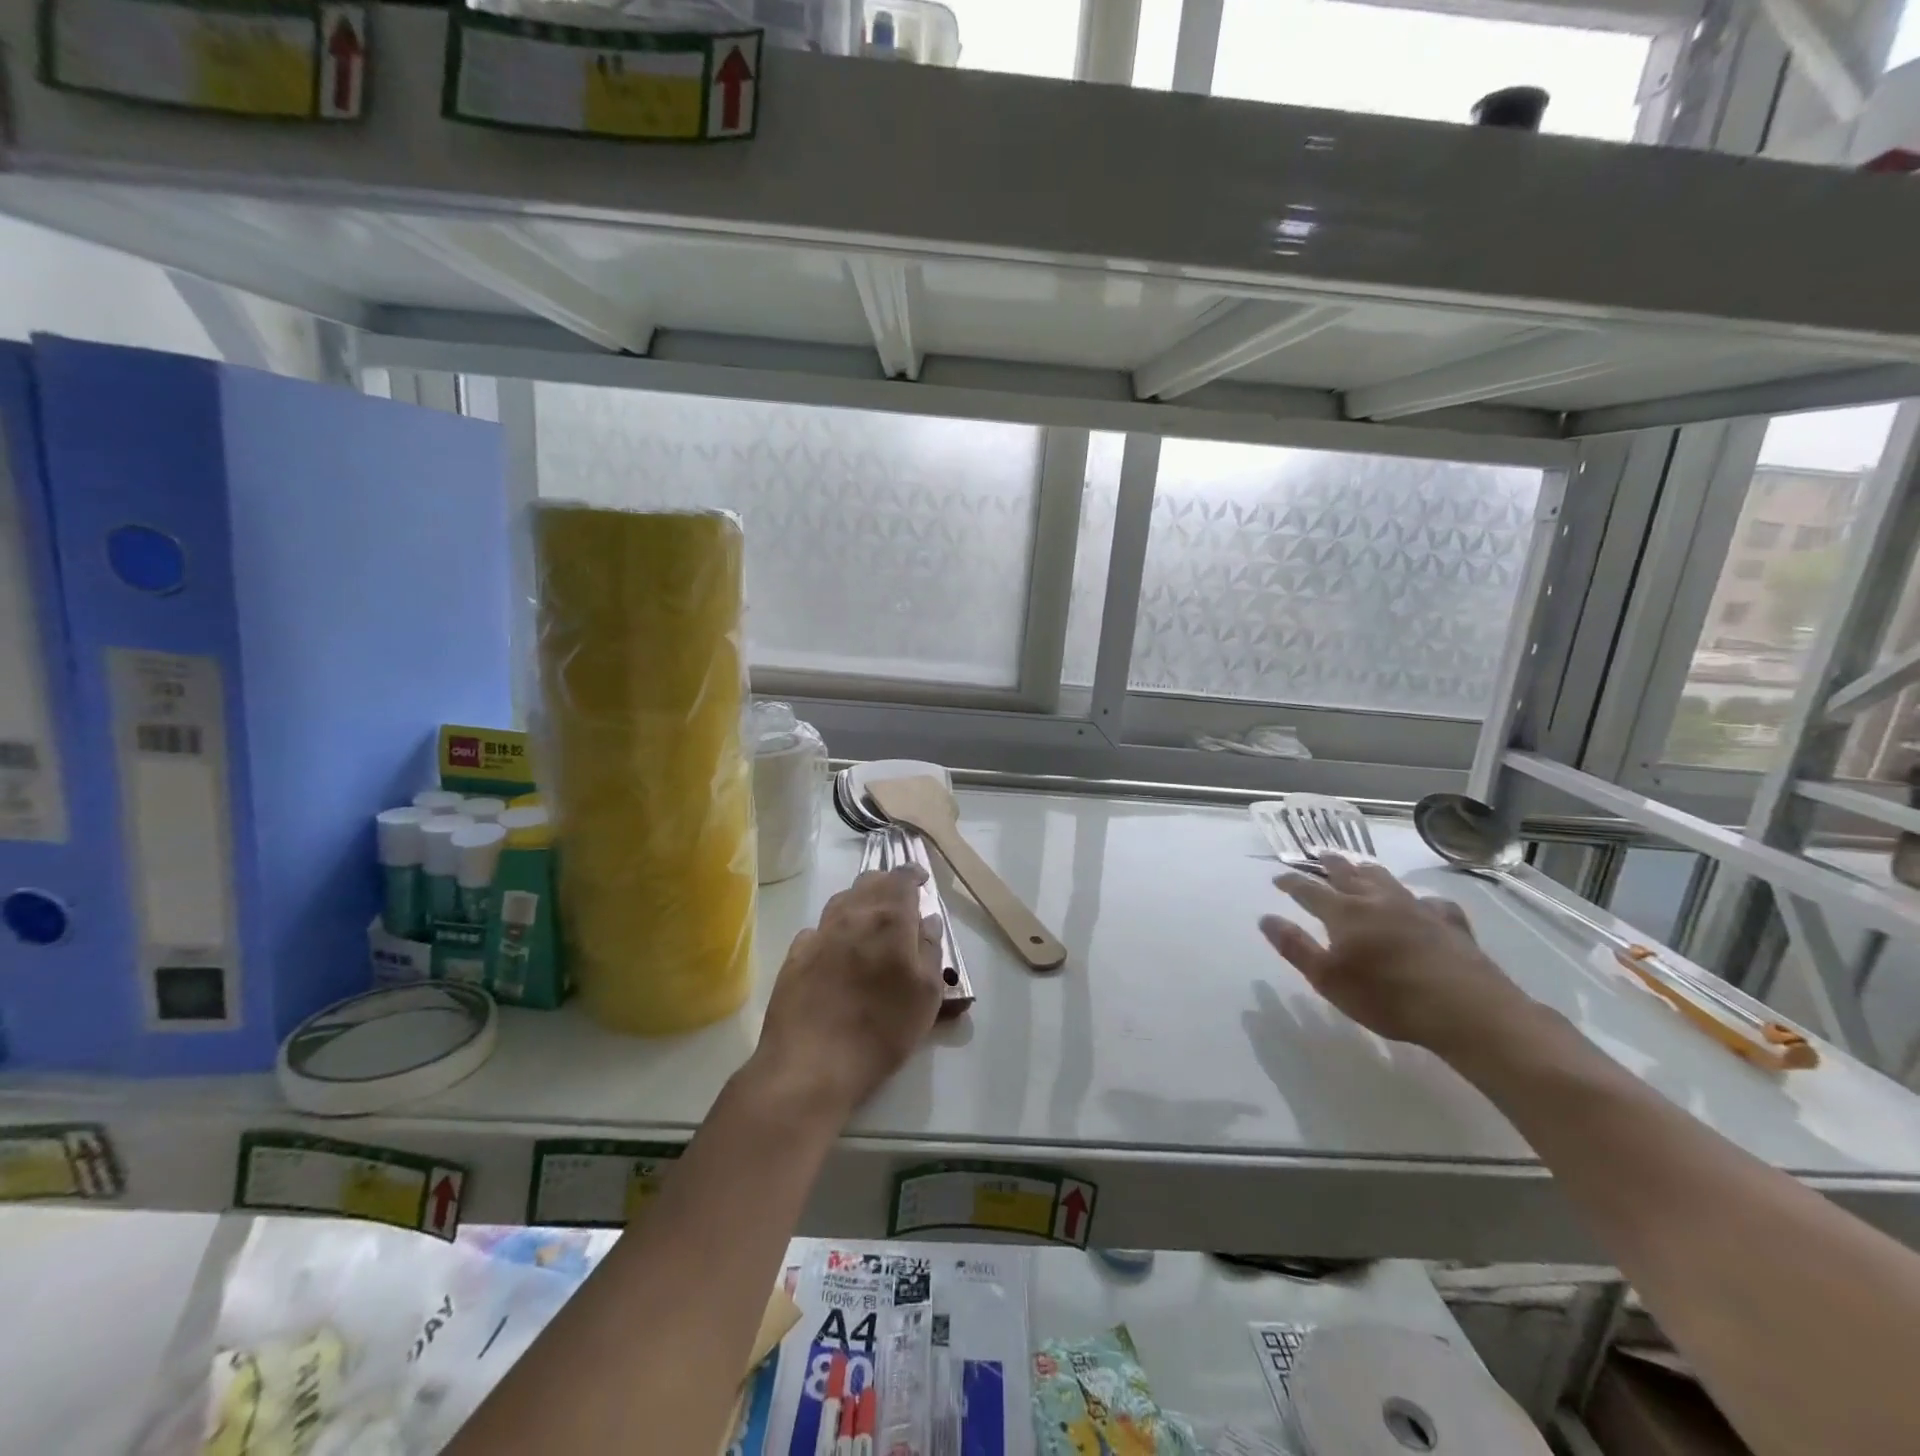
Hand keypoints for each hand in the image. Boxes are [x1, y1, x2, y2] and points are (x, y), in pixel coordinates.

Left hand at [751, 868, 944, 1122]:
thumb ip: (930, 949)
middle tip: (900, 900)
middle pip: (870, 881)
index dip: (913, 874)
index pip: (902, 878)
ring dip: (859, 901)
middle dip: (887, 883)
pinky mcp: (795, 956)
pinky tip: (837, 948)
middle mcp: (852, 915)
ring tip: (870, 920)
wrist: (810, 1064)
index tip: (922, 880)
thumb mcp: (926, 995)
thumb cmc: (881, 1029)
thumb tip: (928, 919)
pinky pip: (818, 928)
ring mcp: (819, 934)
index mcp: (889, 919)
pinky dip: (833, 929)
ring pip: (841, 900)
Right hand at [1260, 855, 1535, 1056]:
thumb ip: (1295, 947)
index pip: (1309, 890)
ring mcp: (1416, 909)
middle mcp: (1377, 901)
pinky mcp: (1449, 923)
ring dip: (1367, 871)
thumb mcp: (1328, 979)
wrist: (1465, 1009)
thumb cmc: (1387, 998)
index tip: (1278, 877)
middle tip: (1319, 856)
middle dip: (1330, 864)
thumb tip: (1266, 918)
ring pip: (1386, 880)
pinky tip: (1422, 905)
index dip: (1291, 883)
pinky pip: (1430, 902)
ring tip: (1360, 867)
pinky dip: (1419, 900)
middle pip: (1348, 874)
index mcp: (1344, 913)